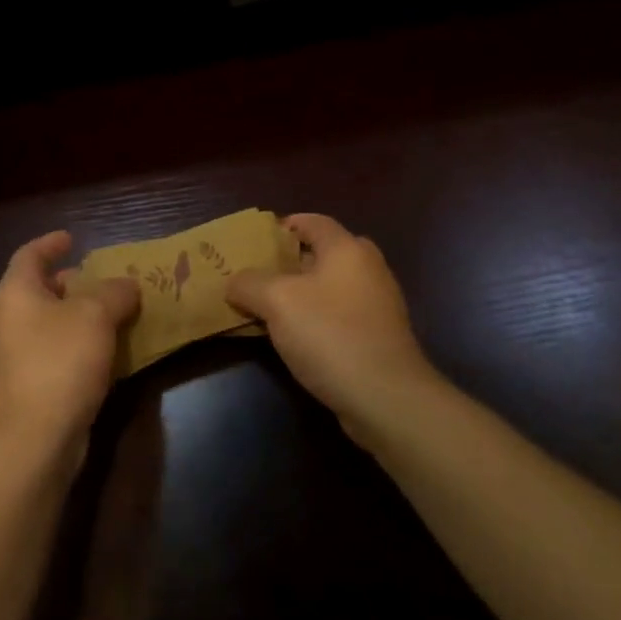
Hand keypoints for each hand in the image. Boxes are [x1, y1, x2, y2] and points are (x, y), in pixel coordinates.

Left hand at [0, 231, 139, 465]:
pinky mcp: (29, 385)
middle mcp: (9, 320)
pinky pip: (56, 351)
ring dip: (80, 315)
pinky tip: (108, 350)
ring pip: (50, 322)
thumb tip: (127, 285)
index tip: (72, 238)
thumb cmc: (60, 361)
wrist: (36, 438)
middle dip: (72, 282)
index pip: (29, 255)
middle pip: (40, 288)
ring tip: (114, 312)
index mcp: (16, 293)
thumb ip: (115, 292)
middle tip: (103, 279)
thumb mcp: (96, 315)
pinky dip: (79, 343)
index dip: (51, 243)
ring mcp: (15, 355)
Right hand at [227, 214, 439, 440]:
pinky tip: (296, 339)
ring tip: (269, 309)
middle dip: (291, 262)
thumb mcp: (276, 302)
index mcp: (346, 248)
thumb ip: (249, 284)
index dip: (283, 226)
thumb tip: (234, 282)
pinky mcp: (380, 336)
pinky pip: (340, 314)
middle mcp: (368, 268)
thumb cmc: (330, 334)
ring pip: (332, 286)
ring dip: (302, 294)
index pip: (312, 221)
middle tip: (260, 276)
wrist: (386, 398)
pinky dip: (318, 318)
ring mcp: (378, 304)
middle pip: (323, 253)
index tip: (256, 242)